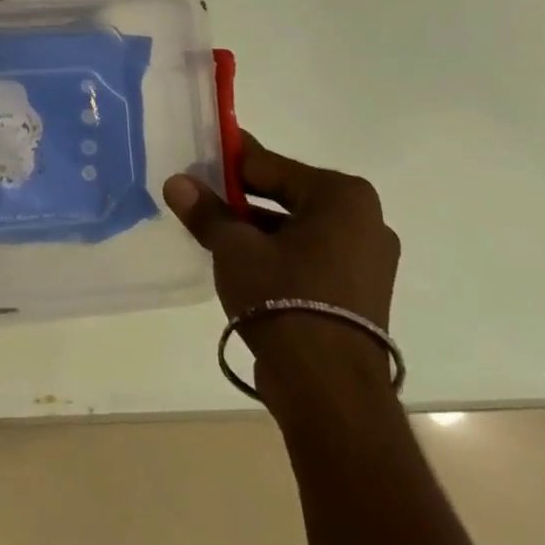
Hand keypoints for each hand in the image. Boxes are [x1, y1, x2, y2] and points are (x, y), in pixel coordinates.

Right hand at [163, 134, 399, 399]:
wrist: (327, 385)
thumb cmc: (283, 298)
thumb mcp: (234, 248)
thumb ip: (206, 211)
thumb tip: (177, 182)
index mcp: (341, 196)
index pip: (268, 165)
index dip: (227, 162)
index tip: (196, 159)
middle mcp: (364, 219)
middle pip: (286, 194)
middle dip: (240, 196)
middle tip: (198, 197)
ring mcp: (367, 258)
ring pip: (297, 227)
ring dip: (256, 227)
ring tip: (213, 232)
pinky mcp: (359, 291)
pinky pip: (310, 255)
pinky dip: (277, 252)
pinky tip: (242, 263)